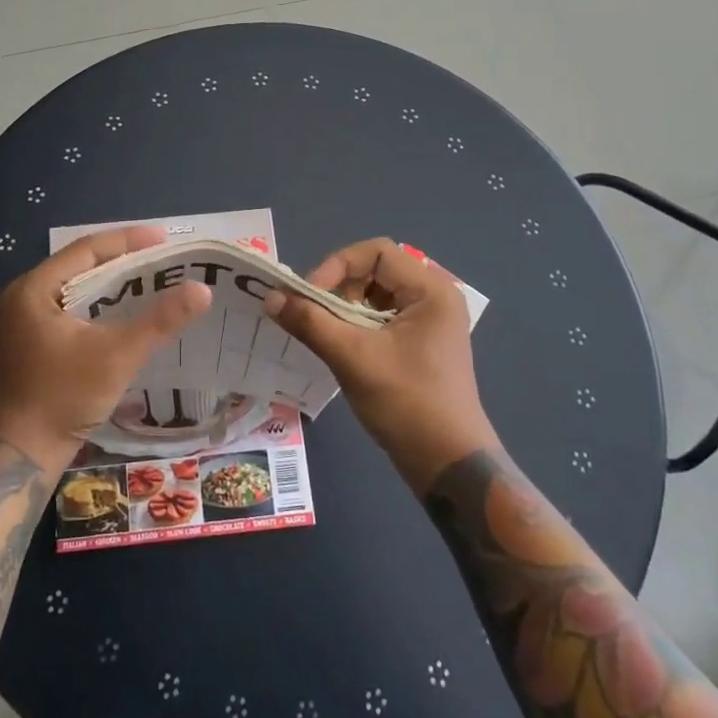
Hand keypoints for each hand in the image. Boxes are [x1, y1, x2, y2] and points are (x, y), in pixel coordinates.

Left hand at [0, 226, 210, 469]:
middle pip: (80, 266)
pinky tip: (125, 312)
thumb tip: (202, 290)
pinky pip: (70, 309)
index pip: (86, 250)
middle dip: (122, 260)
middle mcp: (23, 297)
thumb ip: (159, 321)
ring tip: (150, 279)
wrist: (23, 454)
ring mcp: (24, 321)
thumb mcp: (117, 355)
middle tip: (162, 258)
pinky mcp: (31, 342)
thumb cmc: (64, 396)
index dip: (127, 240)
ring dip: (111, 284)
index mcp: (33, 289)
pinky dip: (98, 306)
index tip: (163, 238)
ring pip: (76, 289)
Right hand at [263, 238, 493, 487]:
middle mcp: (434, 297)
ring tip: (324, 332)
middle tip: (313, 315)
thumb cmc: (406, 403)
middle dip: (338, 288)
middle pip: (375, 270)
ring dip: (344, 308)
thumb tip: (270, 296)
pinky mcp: (421, 343)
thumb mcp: (352, 358)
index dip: (337, 266)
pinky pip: (381, 317)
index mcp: (431, 290)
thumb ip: (309, 321)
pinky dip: (356, 325)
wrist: (448, 465)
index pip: (376, 252)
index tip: (310, 297)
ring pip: (375, 295)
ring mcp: (430, 322)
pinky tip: (339, 345)